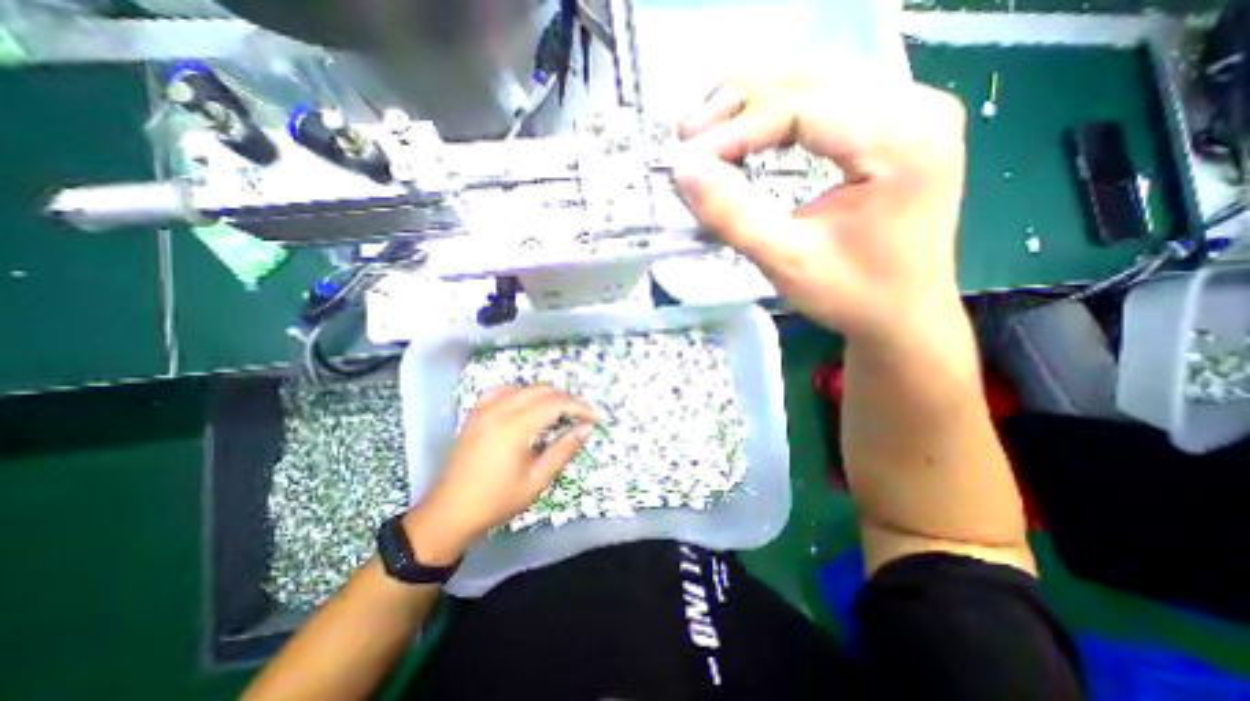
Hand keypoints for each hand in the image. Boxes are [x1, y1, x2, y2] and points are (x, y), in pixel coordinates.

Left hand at [401, 383, 595, 563]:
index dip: (579, 407)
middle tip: (580, 417)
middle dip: (566, 399)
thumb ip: (563, 450)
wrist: (449, 514)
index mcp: (515, 427)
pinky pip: (502, 391)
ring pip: (524, 387)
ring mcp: (484, 409)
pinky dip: (520, 392)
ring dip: (546, 395)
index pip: (555, 403)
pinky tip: (525, 405)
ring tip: (558, 412)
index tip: (594, 418)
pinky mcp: (475, 414)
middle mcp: (499, 410)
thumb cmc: (497, 501)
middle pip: (542, 390)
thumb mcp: (537, 480)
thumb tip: (586, 428)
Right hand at [680, 71, 971, 346]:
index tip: (687, 158)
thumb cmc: (851, 295)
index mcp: (900, 140)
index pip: (801, 106)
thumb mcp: (786, 261)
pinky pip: (827, 98)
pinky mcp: (896, 124)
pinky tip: (750, 135)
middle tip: (690, 139)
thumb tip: (684, 169)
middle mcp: (915, 106)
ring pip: (814, 80)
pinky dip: (778, 113)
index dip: (735, 128)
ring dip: (754, 104)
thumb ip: (734, 215)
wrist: (901, 314)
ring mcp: (910, 109)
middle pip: (808, 78)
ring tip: (709, 135)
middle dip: (739, 105)